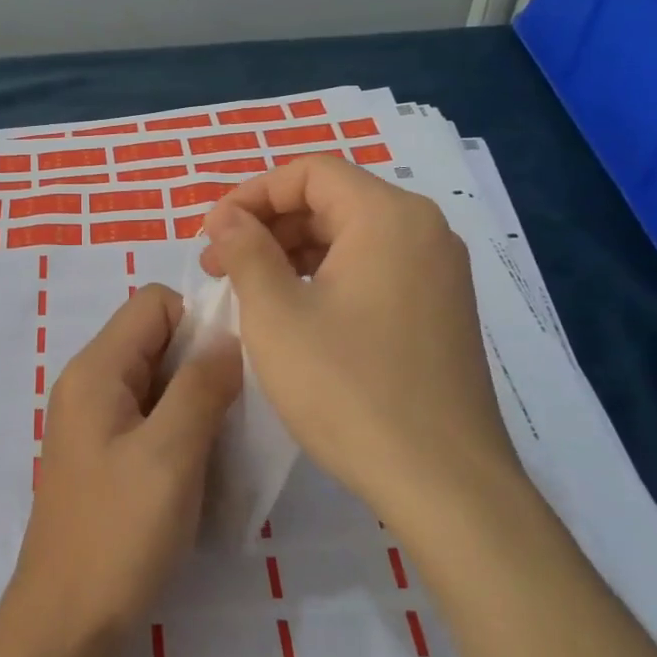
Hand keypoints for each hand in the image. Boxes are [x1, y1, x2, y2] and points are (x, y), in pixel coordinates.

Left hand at [0, 285, 240, 656]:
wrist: (67, 626)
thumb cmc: (118, 535)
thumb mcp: (170, 454)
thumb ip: (201, 387)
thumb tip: (229, 339)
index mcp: (95, 370)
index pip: (153, 303)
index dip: (200, 319)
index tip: (239, 362)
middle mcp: (89, 385)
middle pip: (156, 339)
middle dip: (203, 361)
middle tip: (242, 407)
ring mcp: (95, 423)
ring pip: (158, 381)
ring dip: (197, 400)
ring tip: (230, 440)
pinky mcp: (105, 457)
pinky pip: (151, 418)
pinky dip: (182, 429)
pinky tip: (206, 467)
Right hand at [200, 156, 520, 520]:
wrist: (444, 484)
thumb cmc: (349, 389)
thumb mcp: (276, 314)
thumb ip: (245, 250)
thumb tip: (227, 217)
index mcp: (388, 217)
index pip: (308, 172)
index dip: (250, 195)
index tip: (211, 235)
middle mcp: (423, 231)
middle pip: (331, 200)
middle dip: (267, 225)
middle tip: (219, 266)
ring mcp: (438, 273)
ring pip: (350, 237)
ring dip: (292, 253)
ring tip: (247, 291)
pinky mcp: (440, 311)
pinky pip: (372, 270)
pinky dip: (325, 277)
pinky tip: (293, 314)